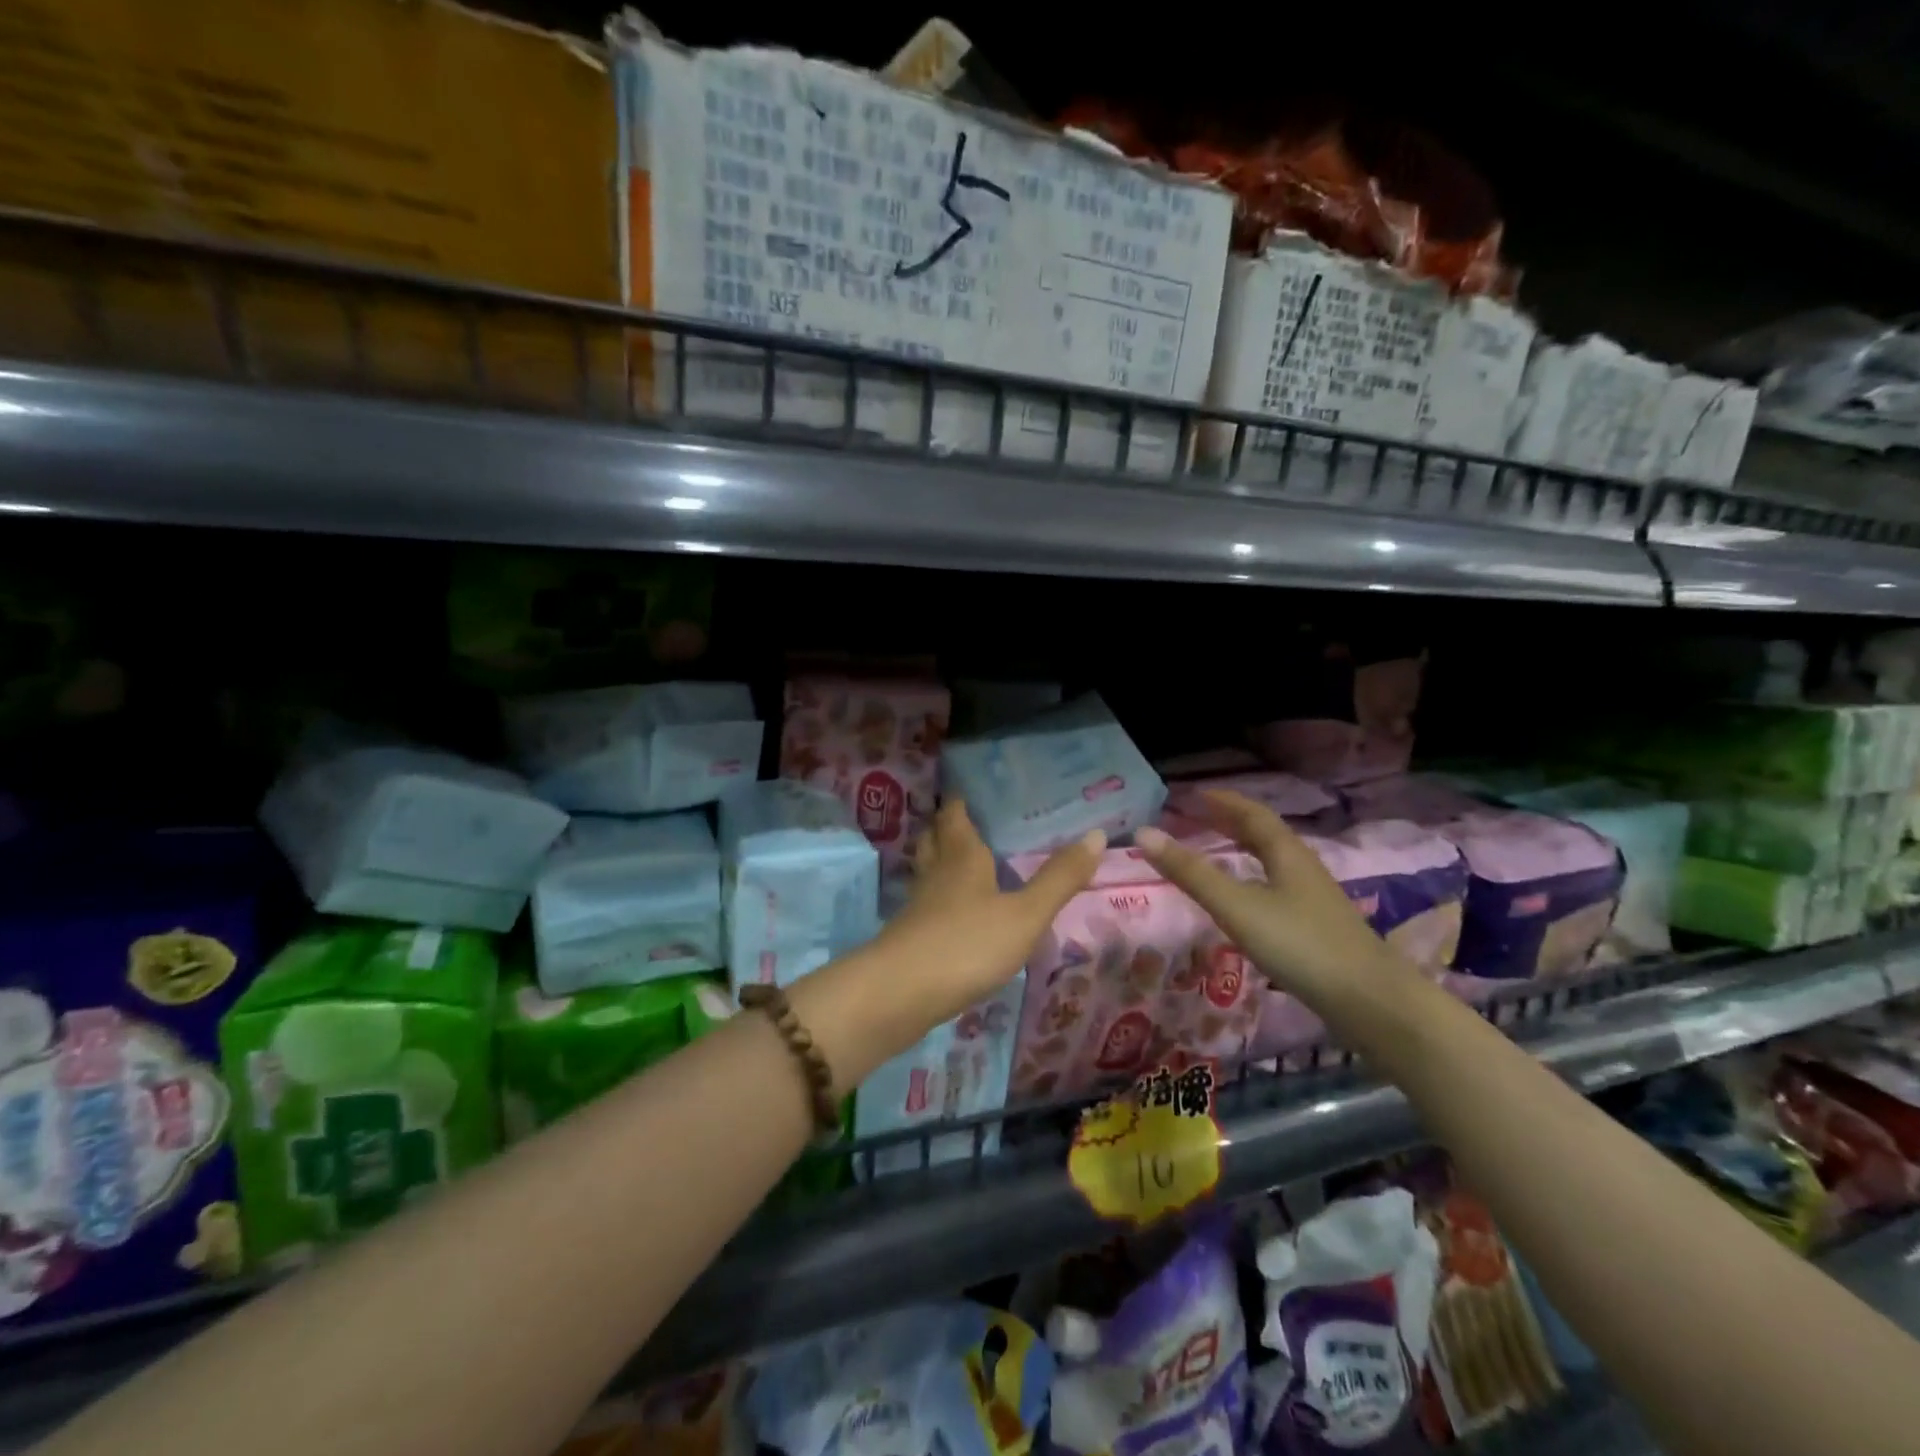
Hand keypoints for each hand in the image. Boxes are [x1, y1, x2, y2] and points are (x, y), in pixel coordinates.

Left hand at [880, 799, 1106, 1027]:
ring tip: (962, 861)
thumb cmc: (968, 944)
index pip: (956, 816)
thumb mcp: (1026, 914)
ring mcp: (919, 906)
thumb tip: (1096, 834)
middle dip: (947, 827)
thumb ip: (1059, 878)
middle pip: (936, 839)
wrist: (901, 994)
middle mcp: (937, 873)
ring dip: (940, 860)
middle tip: (969, 821)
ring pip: (928, 871)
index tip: (972, 791)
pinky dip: (939, 898)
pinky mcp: (910, 937)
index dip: (961, 802)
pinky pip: (926, 905)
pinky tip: (954, 913)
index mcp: (962, 857)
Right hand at [1134, 790, 1406, 1007]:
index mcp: (1286, 853)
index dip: (1224, 801)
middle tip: (1199, 816)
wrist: (1371, 1002)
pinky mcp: (1318, 928)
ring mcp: (1314, 900)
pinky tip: (1246, 901)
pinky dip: (1254, 879)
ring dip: (1244, 850)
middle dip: (1232, 822)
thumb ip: (1191, 873)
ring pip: (1274, 862)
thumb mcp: (1237, 906)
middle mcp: (1302, 868)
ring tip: (1218, 851)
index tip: (1195, 794)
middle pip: (1265, 835)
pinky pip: (1278, 887)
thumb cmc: (1300, 945)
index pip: (1253, 814)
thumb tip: (1144, 834)